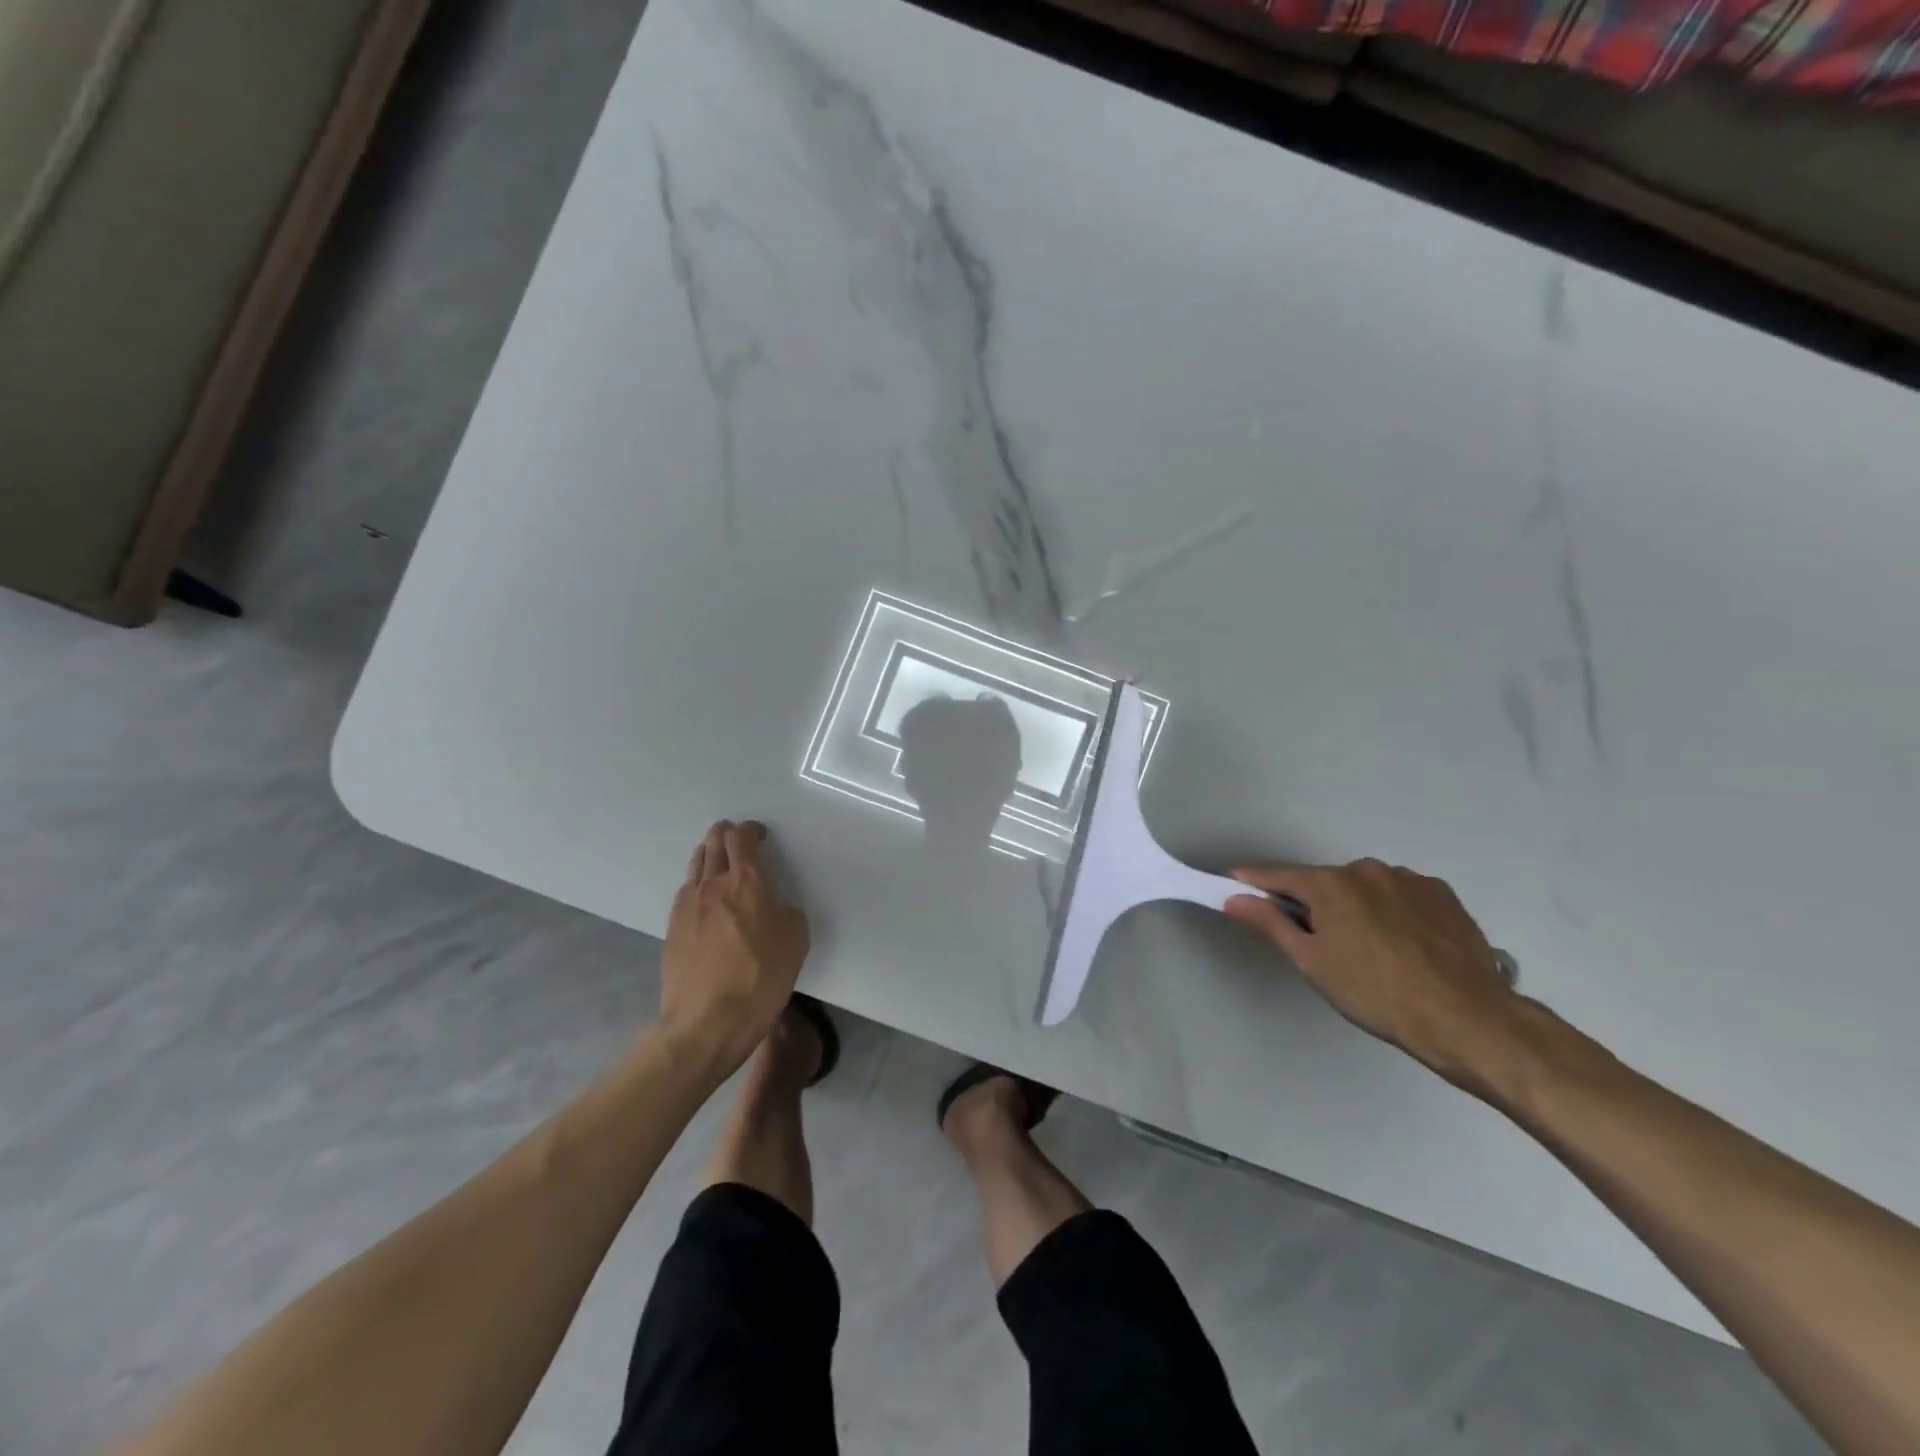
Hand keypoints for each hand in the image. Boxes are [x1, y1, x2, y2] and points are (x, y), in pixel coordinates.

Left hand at [657, 821, 810, 1073]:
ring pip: (696, 865)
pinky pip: (686, 892)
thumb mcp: (796, 940)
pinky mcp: (672, 928)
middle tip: (735, 836)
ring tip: (717, 857)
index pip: (742, 839)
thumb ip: (786, 911)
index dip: (750, 830)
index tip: (760, 834)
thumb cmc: (761, 978)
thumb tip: (774, 906)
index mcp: (746, 882)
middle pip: (713, 844)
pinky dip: (697, 882)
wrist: (707, 1021)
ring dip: (708, 853)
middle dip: (725, 833)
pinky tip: (704, 895)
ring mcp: (687, 906)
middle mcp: (712, 884)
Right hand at [1224, 859, 1525, 1094]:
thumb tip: (1234, 898)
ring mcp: (1409, 879)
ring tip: (1369, 950)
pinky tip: (1402, 945)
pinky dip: (1390, 911)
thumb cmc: (1375, 993)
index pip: (1277, 875)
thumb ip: (1270, 923)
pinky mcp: (1443, 895)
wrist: (1467, 1019)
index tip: (1234, 885)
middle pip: (1324, 882)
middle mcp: (1367, 869)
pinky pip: (1400, 896)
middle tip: (1315, 943)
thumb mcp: (1312, 962)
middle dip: (1312, 903)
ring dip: (1355, 907)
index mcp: (1330, 883)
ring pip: (1364, 888)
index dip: (1253, 881)